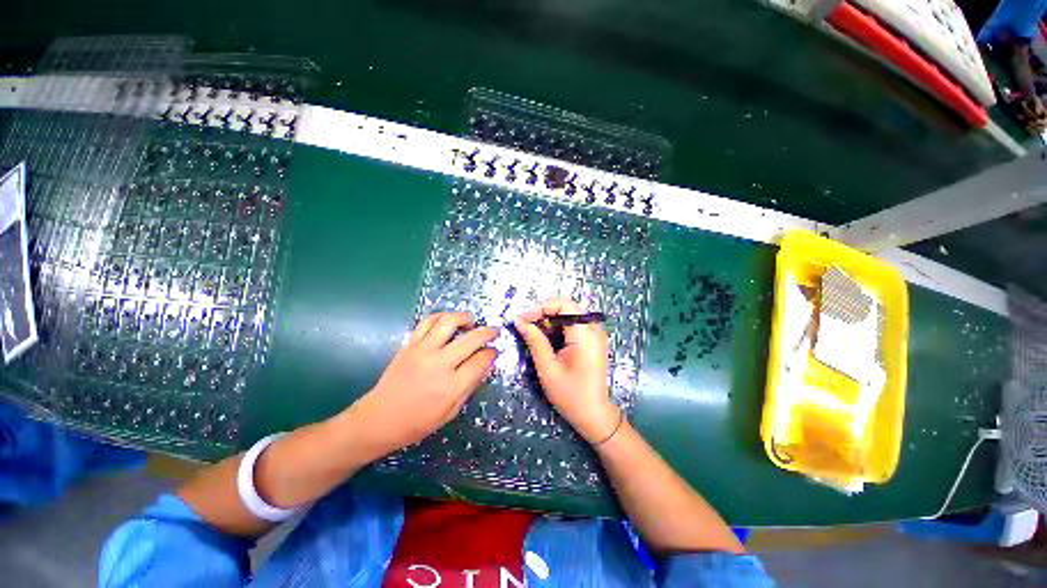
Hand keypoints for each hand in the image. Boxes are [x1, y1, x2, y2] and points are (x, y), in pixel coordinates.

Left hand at [349, 312, 496, 455]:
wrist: (378, 419)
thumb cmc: (417, 423)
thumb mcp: (450, 412)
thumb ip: (470, 386)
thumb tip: (484, 364)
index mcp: (452, 386)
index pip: (481, 360)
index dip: (492, 353)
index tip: (494, 352)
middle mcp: (439, 364)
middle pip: (472, 338)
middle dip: (488, 332)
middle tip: (493, 332)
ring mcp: (423, 351)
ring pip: (449, 322)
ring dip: (465, 318)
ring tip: (471, 322)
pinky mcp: (409, 345)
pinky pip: (427, 321)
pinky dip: (441, 317)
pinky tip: (447, 322)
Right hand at [514, 297, 619, 443]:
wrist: (594, 414)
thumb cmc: (570, 395)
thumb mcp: (547, 368)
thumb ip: (534, 341)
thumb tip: (518, 320)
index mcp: (585, 335)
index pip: (563, 304)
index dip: (540, 307)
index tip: (523, 319)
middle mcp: (593, 328)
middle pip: (565, 307)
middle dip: (542, 313)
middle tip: (525, 327)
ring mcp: (595, 333)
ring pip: (567, 314)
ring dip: (548, 321)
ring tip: (533, 335)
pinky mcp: (592, 339)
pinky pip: (572, 323)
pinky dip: (556, 327)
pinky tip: (547, 340)